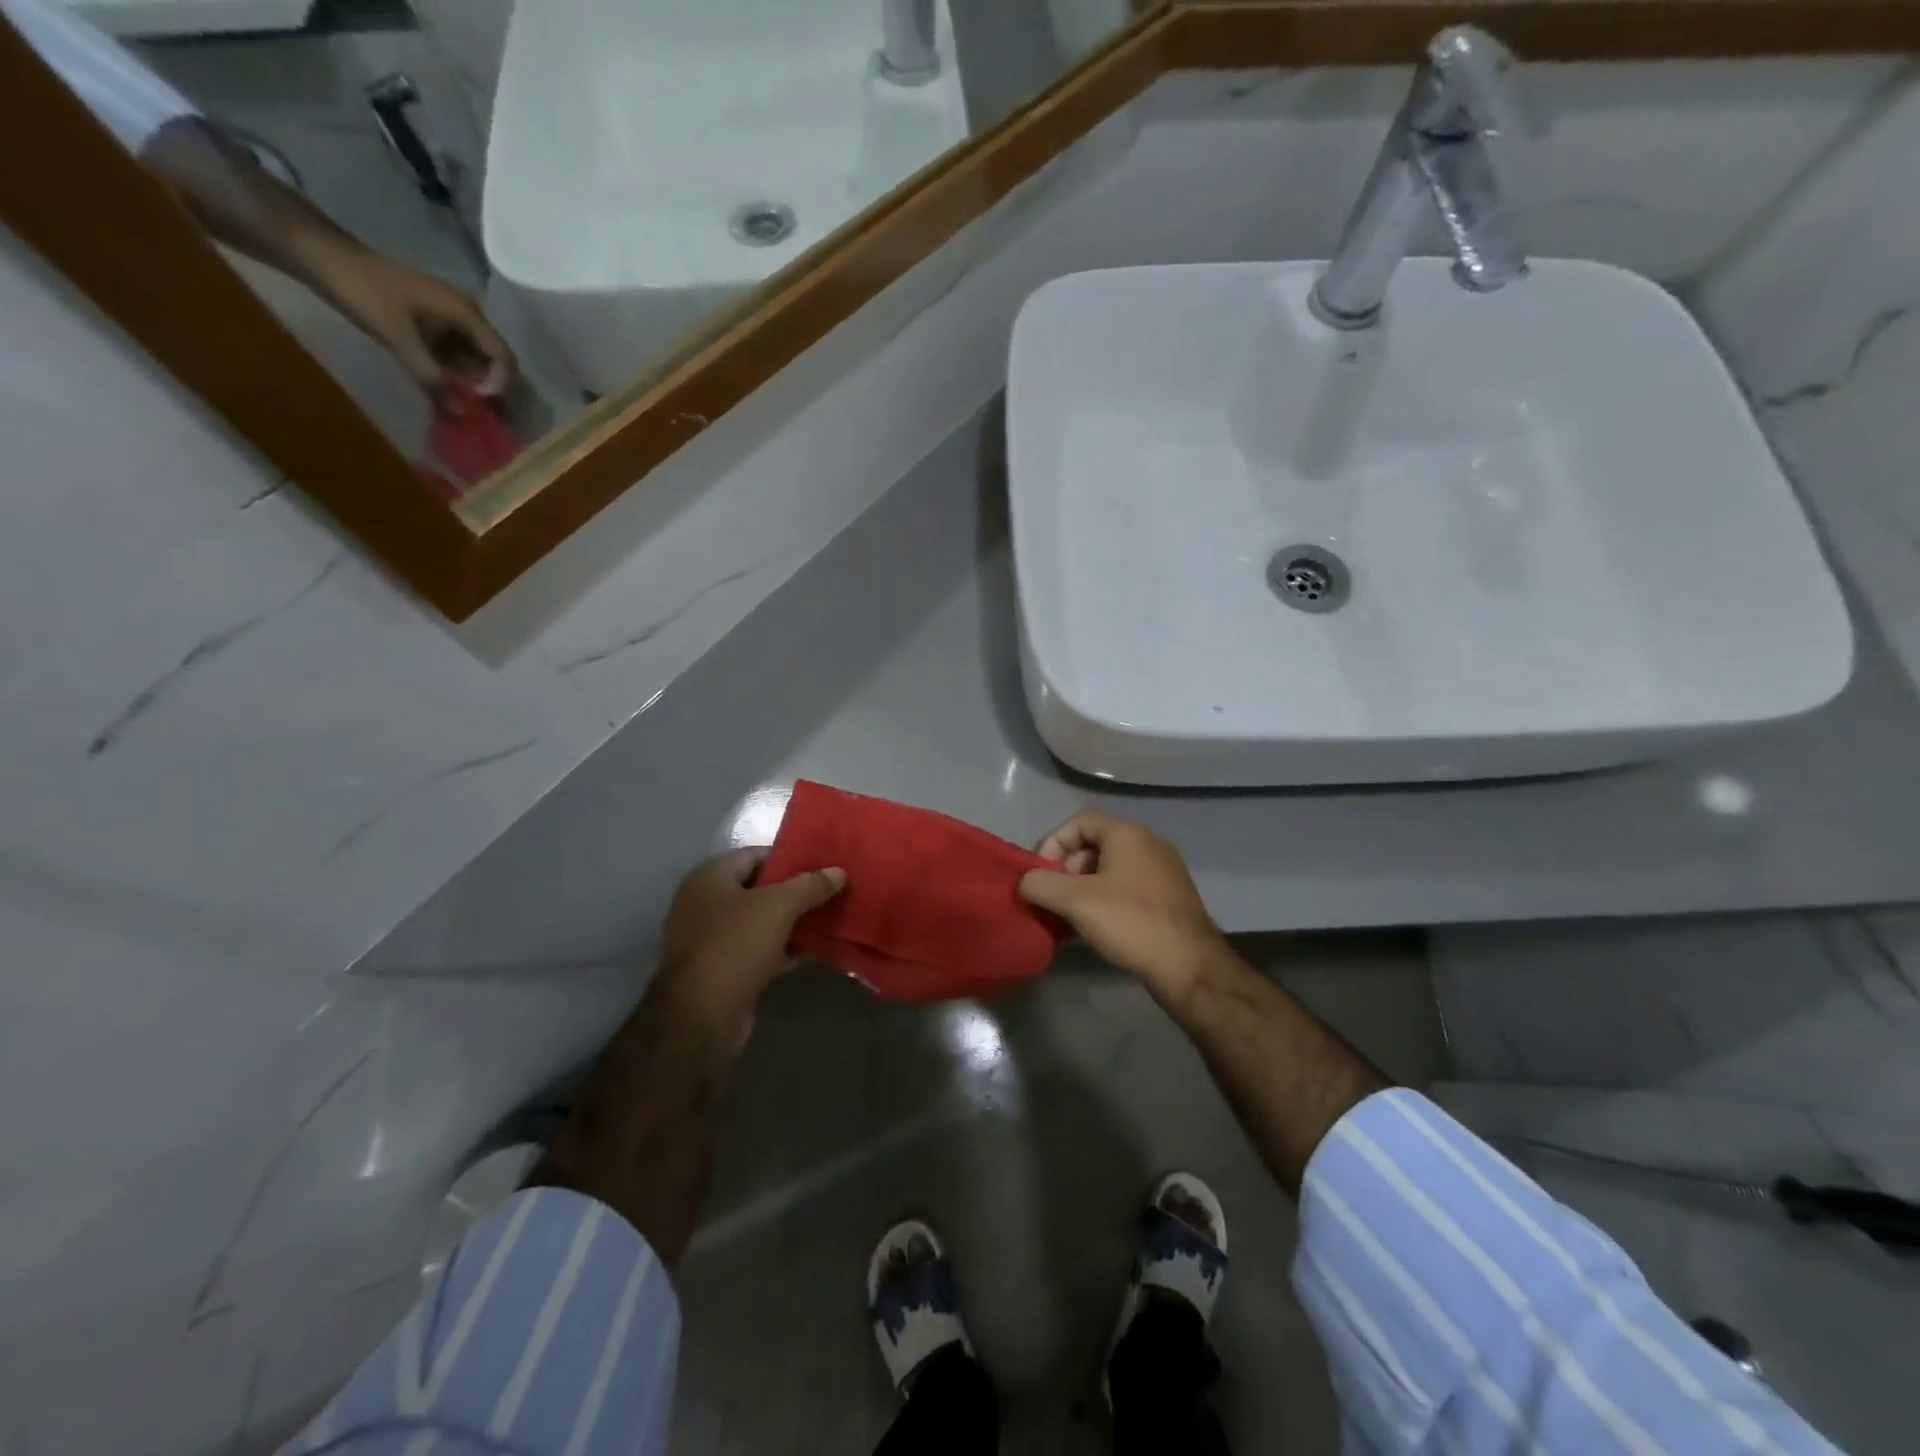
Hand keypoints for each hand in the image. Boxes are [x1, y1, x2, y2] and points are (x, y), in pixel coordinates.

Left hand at [312, 242, 515, 398]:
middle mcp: (466, 316)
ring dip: (472, 385)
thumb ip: (431, 377)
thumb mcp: (398, 337)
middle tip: (480, 415)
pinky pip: (455, 356)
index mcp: (466, 313)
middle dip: (491, 389)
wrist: (321, 256)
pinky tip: (445, 392)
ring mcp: (449, 320)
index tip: (480, 401)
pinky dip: (454, 376)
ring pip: (475, 360)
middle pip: (494, 360)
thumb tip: (462, 416)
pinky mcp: (433, 325)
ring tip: (462, 408)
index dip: (500, 383)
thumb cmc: (363, 291)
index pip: (503, 356)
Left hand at [655, 849, 845, 1030]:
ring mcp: (712, 939)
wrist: (702, 1016)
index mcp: (709, 878)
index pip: (755, 854)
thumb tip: (839, 871)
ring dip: (792, 921)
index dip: (790, 857)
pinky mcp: (723, 969)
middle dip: (795, 890)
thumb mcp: (778, 906)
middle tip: (831, 890)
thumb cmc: (735, 945)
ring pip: (761, 921)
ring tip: (829, 917)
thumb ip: (810, 885)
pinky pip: (759, 949)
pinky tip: (813, 949)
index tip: (823, 863)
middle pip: (759, 888)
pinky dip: (783, 948)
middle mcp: (705, 903)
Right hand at [1018, 811, 1229, 1006]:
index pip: (1080, 821)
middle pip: (1095, 844)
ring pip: (1111, 870)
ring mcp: (1164, 873)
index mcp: (1128, 834)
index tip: (1040, 874)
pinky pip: (1128, 889)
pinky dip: (1106, 901)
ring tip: (1070, 917)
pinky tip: (1096, 928)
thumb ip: (1041, 885)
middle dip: (1067, 869)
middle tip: (1054, 898)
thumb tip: (1026, 881)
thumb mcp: (1076, 902)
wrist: (1190, 968)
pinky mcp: (1170, 900)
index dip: (1053, 842)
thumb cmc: (1131, 923)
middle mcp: (1149, 845)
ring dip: (1084, 889)